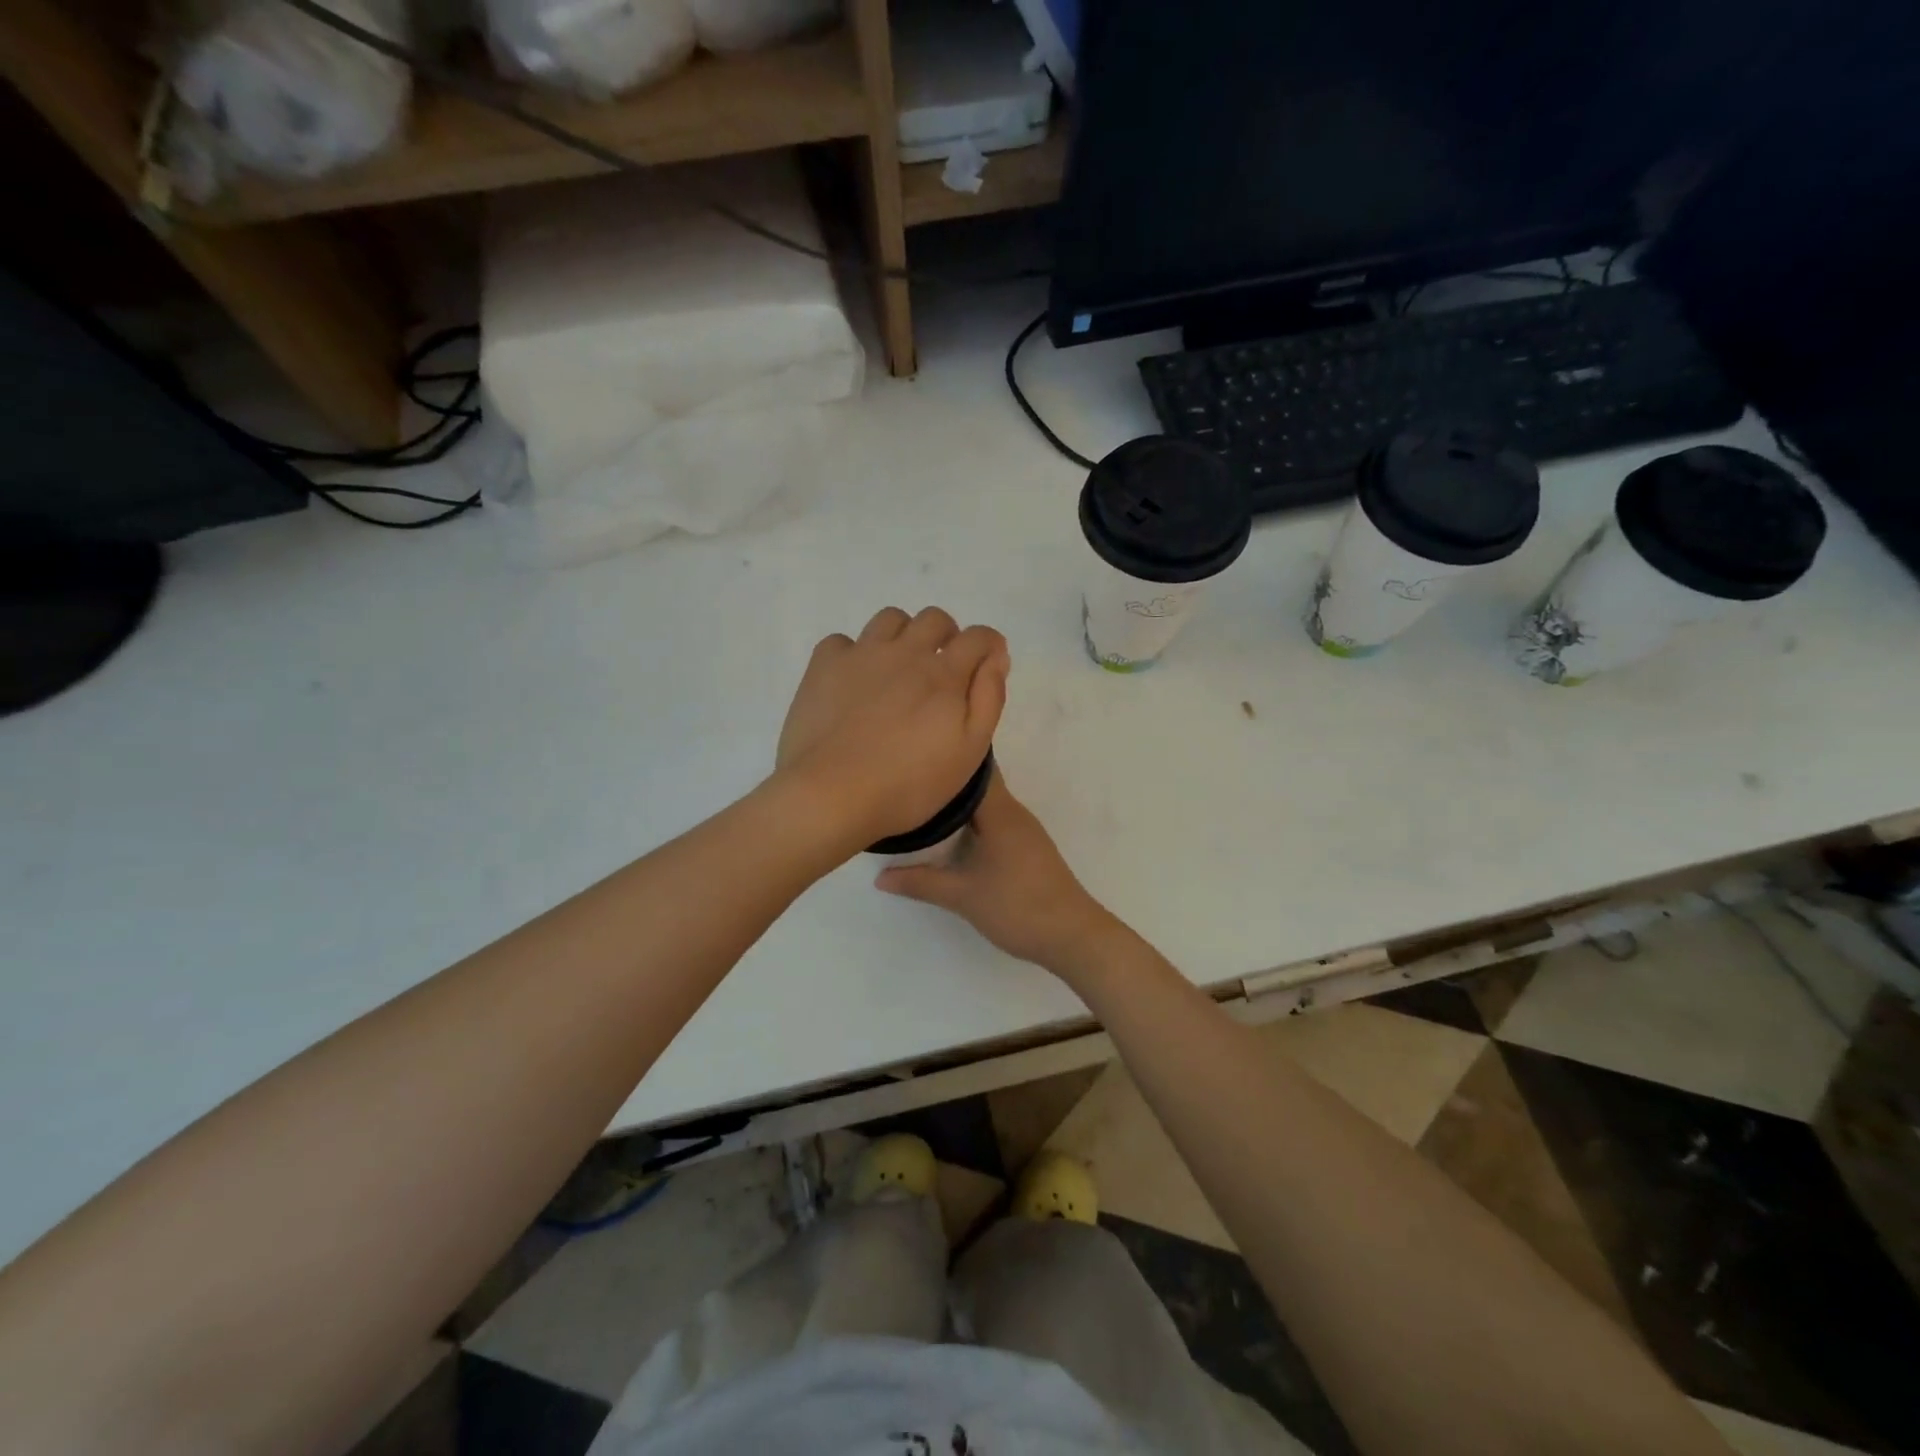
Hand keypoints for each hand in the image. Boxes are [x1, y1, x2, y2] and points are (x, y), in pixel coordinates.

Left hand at [777, 606, 1008, 852]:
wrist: (831, 795)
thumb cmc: (908, 784)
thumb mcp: (969, 752)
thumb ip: (988, 699)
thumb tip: (996, 657)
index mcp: (944, 674)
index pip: (978, 638)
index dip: (990, 645)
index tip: (988, 663)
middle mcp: (905, 652)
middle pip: (934, 619)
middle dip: (947, 635)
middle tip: (943, 668)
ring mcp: (861, 655)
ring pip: (890, 619)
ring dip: (904, 635)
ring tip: (899, 668)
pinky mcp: (823, 666)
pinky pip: (842, 640)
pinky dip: (854, 653)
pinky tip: (854, 680)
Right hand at [875, 769, 1121, 978]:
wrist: (1072, 936)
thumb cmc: (1017, 906)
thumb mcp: (962, 896)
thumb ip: (920, 882)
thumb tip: (880, 877)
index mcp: (1000, 811)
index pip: (975, 768)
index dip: (948, 758)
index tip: (917, 754)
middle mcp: (1014, 812)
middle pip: (978, 784)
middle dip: (946, 782)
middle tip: (909, 781)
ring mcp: (1024, 831)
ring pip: (987, 805)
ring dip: (959, 805)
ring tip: (921, 805)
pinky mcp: (1027, 849)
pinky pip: (994, 822)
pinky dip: (972, 823)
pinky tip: (951, 836)